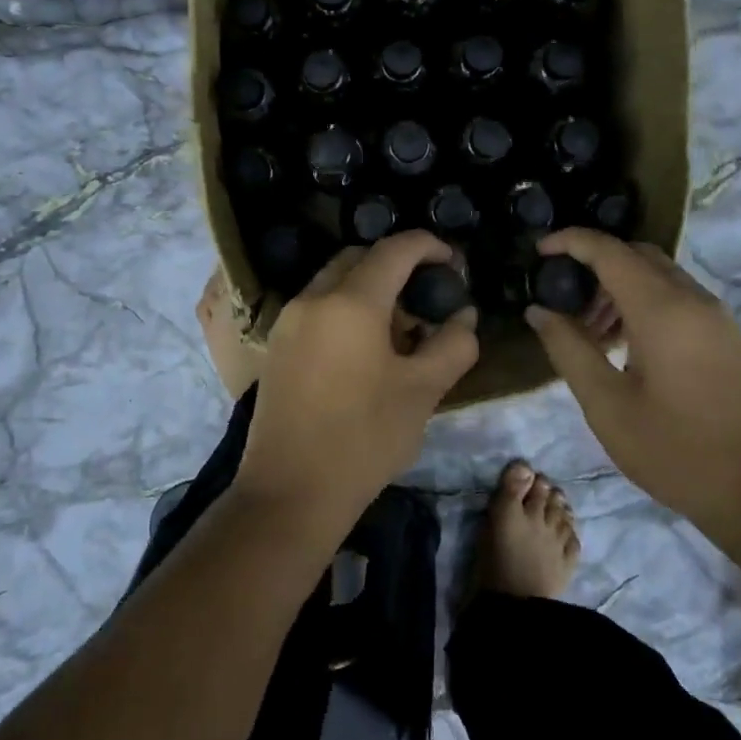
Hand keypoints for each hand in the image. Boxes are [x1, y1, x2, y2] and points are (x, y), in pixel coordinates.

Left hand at [236, 232, 479, 534]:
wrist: (290, 492)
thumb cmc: (364, 438)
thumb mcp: (422, 391)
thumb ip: (452, 345)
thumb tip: (464, 316)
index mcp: (350, 302)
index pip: (394, 250)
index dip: (428, 246)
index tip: (452, 262)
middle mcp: (313, 299)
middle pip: (359, 258)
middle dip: (395, 264)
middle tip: (426, 295)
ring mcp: (288, 321)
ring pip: (334, 282)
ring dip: (368, 288)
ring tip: (399, 327)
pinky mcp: (276, 346)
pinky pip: (316, 308)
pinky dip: (345, 309)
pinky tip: (364, 349)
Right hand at [523, 229, 740, 561]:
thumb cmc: (675, 451)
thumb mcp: (607, 405)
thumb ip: (568, 350)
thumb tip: (538, 311)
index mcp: (662, 310)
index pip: (609, 251)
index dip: (570, 242)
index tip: (538, 252)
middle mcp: (693, 300)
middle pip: (637, 255)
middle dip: (595, 265)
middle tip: (563, 300)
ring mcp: (716, 317)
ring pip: (659, 276)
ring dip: (619, 287)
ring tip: (590, 332)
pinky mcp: (726, 337)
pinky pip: (677, 298)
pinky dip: (643, 303)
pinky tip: (625, 347)